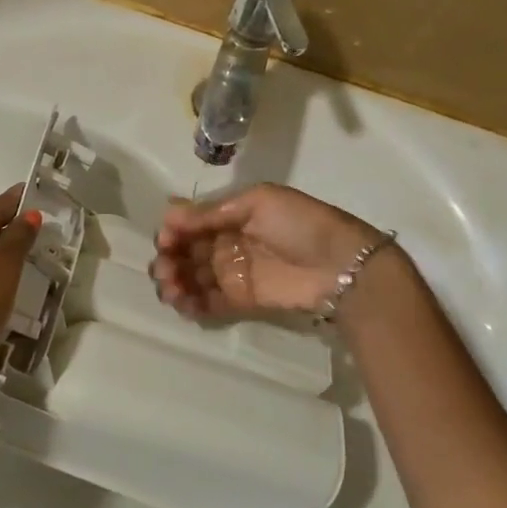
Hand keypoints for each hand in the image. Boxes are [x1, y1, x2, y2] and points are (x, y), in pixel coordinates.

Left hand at [0, 185, 41, 406]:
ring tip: (35, 273)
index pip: (6, 202)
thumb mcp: (4, 266)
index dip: (29, 202)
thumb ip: (19, 237)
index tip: (55, 206)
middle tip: (52, 244)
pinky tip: (6, 297)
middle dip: (19, 233)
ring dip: (6, 260)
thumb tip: (29, 213)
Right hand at [153, 182, 381, 317]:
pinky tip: (183, 304)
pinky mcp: (240, 301)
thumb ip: (212, 211)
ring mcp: (232, 274)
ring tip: (173, 290)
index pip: (188, 223)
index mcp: (229, 216)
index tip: (165, 241)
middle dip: (167, 260)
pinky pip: (207, 304)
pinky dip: (190, 305)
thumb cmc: (300, 224)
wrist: (341, 265)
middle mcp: (225, 244)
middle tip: (165, 270)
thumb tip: (168, 213)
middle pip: (184, 253)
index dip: (172, 232)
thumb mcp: (258, 202)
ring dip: (174, 283)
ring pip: (190, 279)